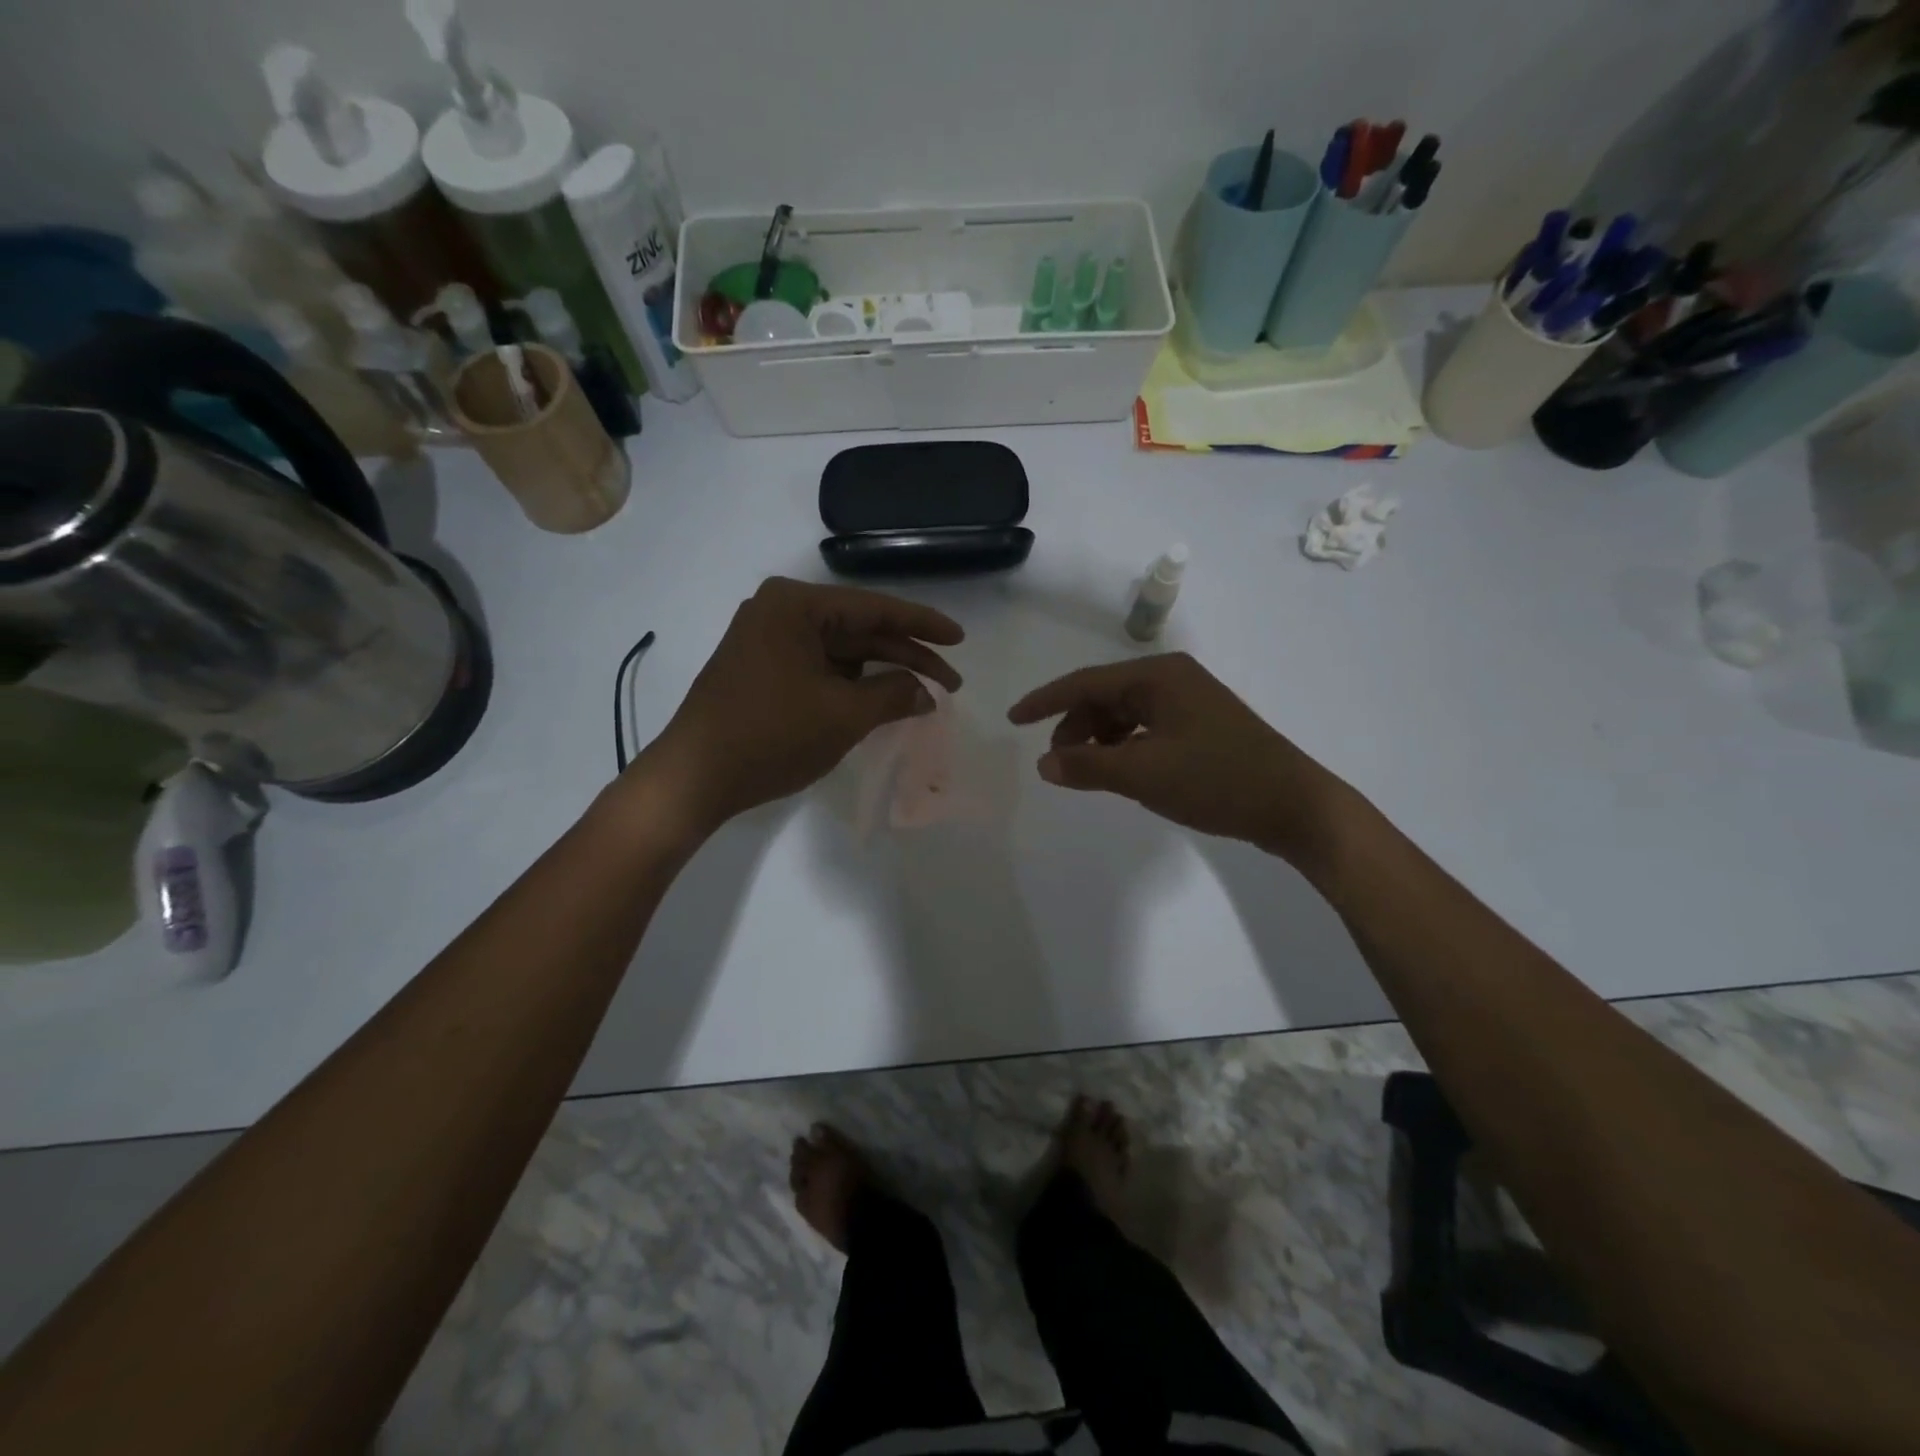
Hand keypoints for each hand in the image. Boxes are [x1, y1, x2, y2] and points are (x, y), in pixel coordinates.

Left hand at [647, 577, 963, 828]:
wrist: (695, 777)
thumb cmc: (771, 735)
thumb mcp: (843, 715)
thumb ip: (894, 695)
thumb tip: (927, 693)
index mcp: (796, 605)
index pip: (875, 609)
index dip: (923, 625)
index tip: (960, 639)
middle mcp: (779, 613)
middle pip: (859, 631)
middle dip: (906, 657)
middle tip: (950, 682)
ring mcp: (767, 641)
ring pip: (841, 653)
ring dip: (880, 674)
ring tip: (920, 698)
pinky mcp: (762, 670)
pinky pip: (819, 669)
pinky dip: (851, 686)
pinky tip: (879, 703)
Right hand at [1007, 652, 1349, 865]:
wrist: (1294, 805)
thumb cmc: (1216, 780)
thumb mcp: (1143, 775)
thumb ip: (1088, 767)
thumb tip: (1044, 764)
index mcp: (1158, 677)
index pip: (1085, 682)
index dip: (1045, 701)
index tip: (1013, 720)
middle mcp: (1173, 679)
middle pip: (1105, 696)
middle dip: (1074, 727)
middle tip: (1057, 762)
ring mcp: (1190, 702)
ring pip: (1125, 714)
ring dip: (1099, 740)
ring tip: (1088, 772)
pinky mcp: (1202, 727)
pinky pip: (1146, 729)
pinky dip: (1124, 748)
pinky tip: (1122, 772)